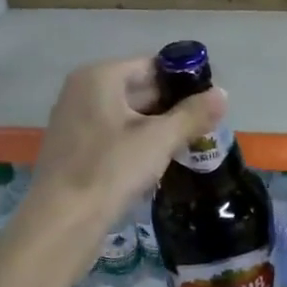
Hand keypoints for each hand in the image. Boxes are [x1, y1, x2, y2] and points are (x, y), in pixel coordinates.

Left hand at [23, 56, 226, 234]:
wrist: (63, 220)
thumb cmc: (112, 169)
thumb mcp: (159, 140)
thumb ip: (193, 114)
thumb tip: (222, 94)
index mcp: (99, 77)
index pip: (152, 65)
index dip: (184, 81)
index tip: (208, 103)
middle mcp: (82, 91)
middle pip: (138, 89)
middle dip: (171, 107)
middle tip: (203, 128)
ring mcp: (74, 121)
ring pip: (127, 115)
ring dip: (156, 128)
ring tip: (186, 146)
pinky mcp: (73, 149)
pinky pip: (113, 136)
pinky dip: (136, 143)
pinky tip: (155, 164)